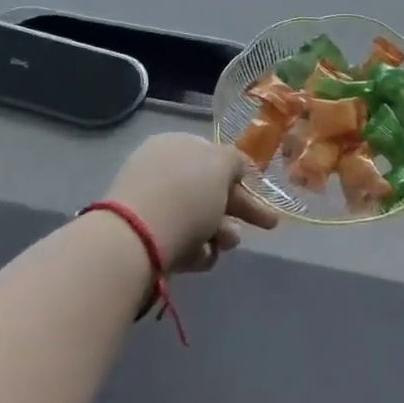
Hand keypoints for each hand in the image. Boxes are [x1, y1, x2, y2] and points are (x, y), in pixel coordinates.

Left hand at [102, 133, 279, 273]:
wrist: (136, 239)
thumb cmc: (186, 194)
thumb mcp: (222, 164)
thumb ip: (236, 161)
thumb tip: (234, 167)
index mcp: (177, 145)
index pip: (214, 157)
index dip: (240, 175)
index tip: (261, 193)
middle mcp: (162, 171)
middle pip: (209, 190)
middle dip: (238, 209)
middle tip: (267, 225)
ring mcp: (151, 206)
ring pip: (198, 219)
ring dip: (221, 232)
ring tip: (225, 244)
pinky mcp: (144, 239)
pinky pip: (180, 241)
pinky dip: (196, 250)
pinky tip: (200, 258)